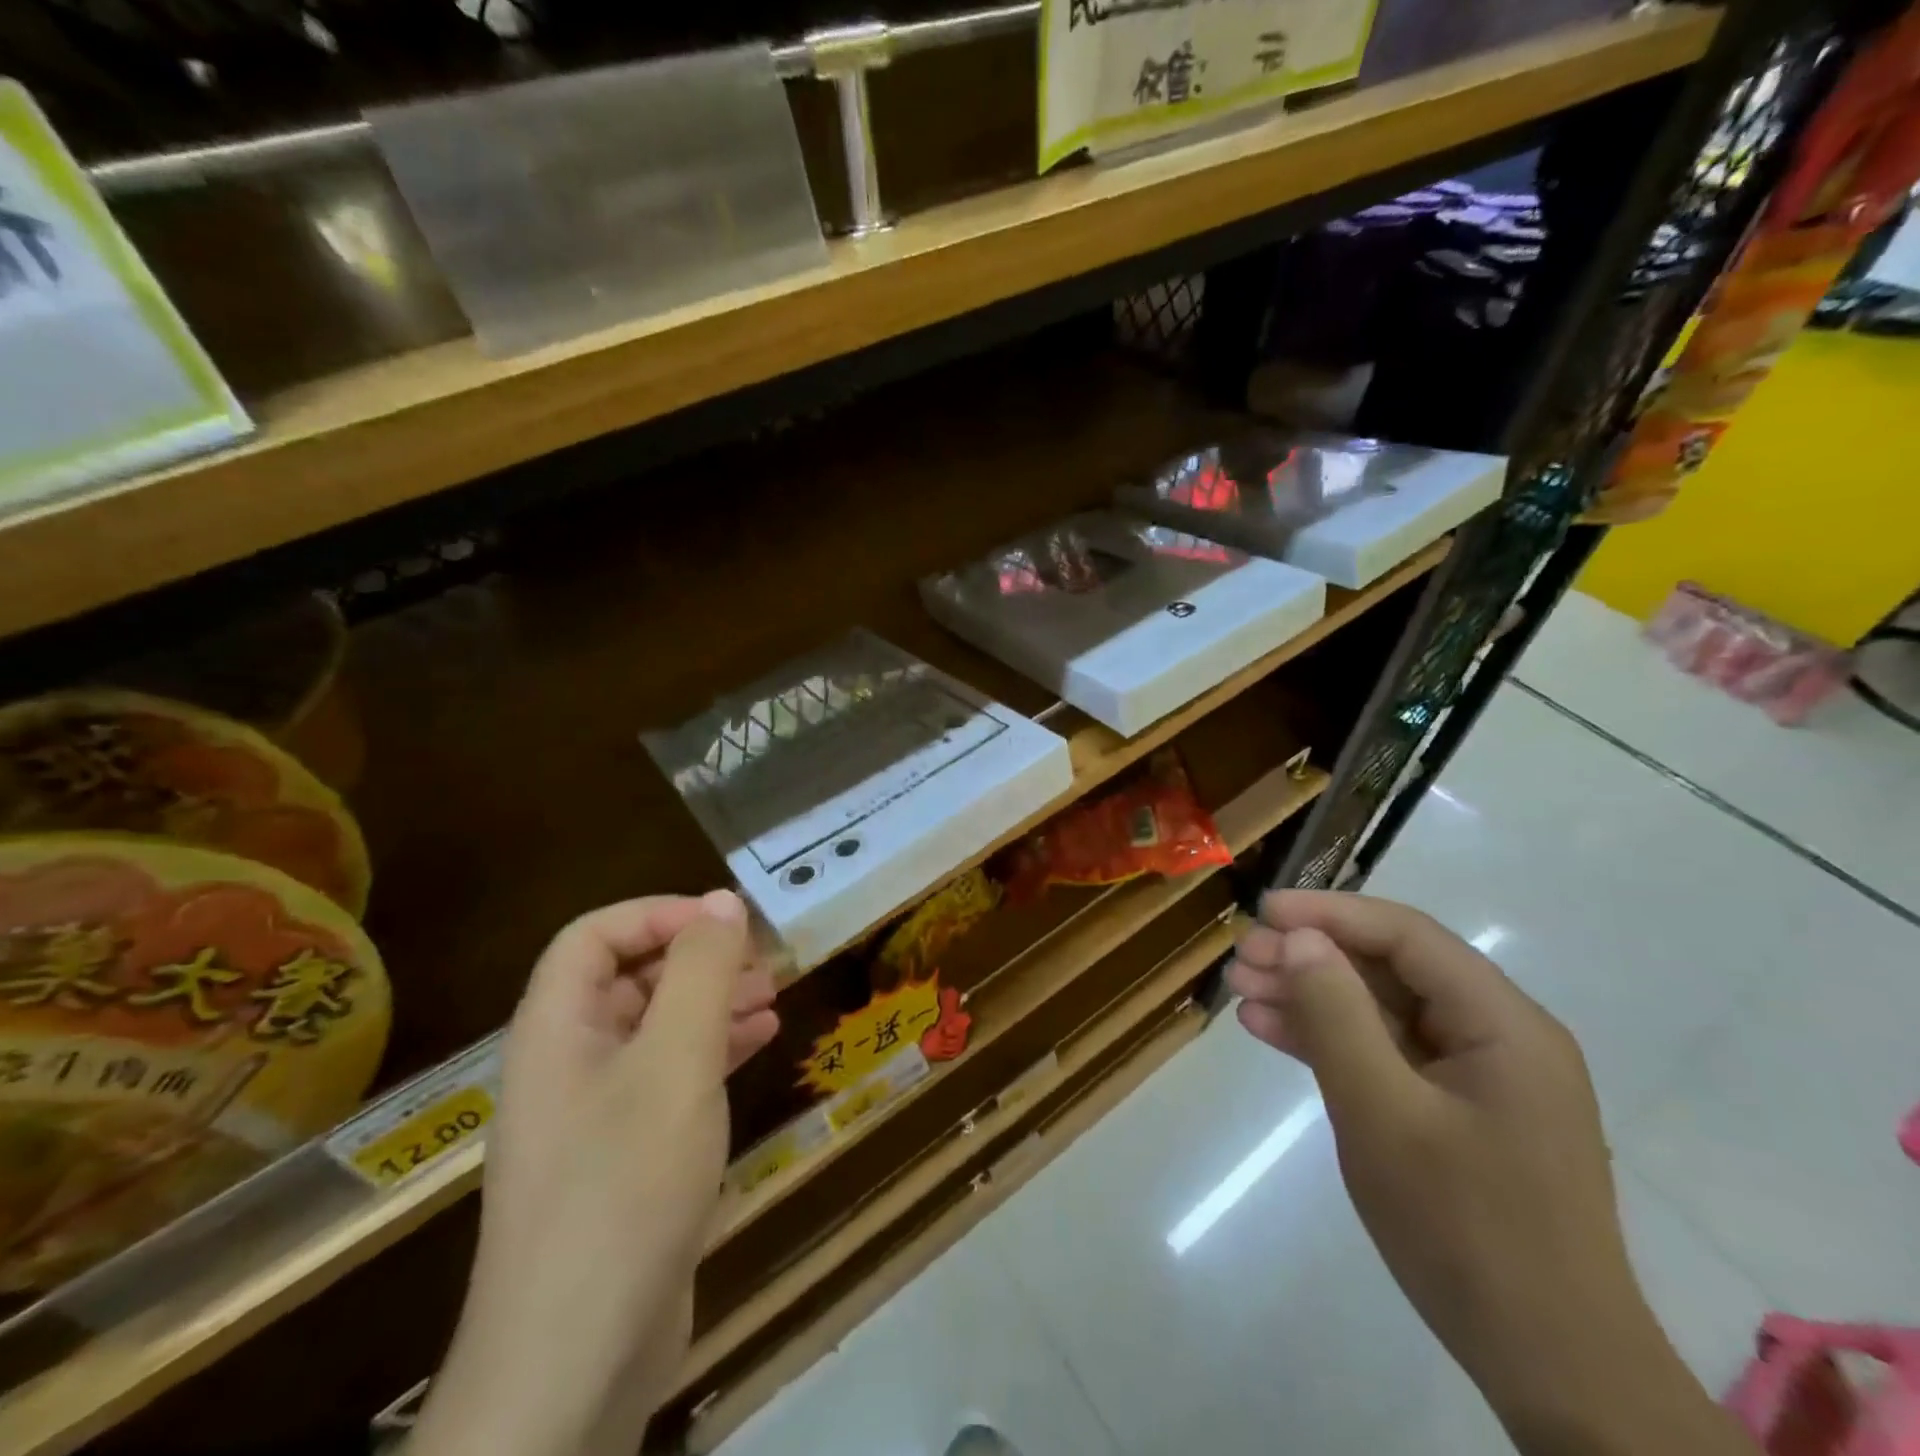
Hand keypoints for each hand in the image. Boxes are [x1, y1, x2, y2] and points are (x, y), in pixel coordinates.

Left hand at [412, 891, 779, 1455]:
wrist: (576, 1360)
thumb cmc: (624, 1184)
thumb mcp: (675, 1062)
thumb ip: (700, 973)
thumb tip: (722, 901)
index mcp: (556, 1029)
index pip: (593, 936)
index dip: (657, 914)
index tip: (725, 922)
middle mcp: (566, 1063)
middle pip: (627, 979)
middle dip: (697, 960)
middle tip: (763, 962)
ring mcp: (593, 1115)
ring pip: (654, 1029)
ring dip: (711, 1004)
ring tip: (772, 998)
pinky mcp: (622, 1158)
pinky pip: (667, 1079)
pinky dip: (712, 1052)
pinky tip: (758, 1047)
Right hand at [1228, 891, 1752, 1455]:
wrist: (1550, 1368)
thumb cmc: (1466, 1230)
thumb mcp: (1382, 1114)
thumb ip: (1336, 1016)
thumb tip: (1298, 939)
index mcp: (1503, 1024)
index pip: (1406, 936)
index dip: (1329, 913)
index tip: (1263, 913)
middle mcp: (1497, 1035)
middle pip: (1391, 969)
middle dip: (1312, 957)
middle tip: (1242, 958)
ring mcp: (1476, 1075)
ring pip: (1380, 1008)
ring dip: (1311, 995)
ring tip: (1242, 990)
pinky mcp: (1455, 1109)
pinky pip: (1385, 1052)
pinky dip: (1329, 1039)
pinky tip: (1271, 1030)